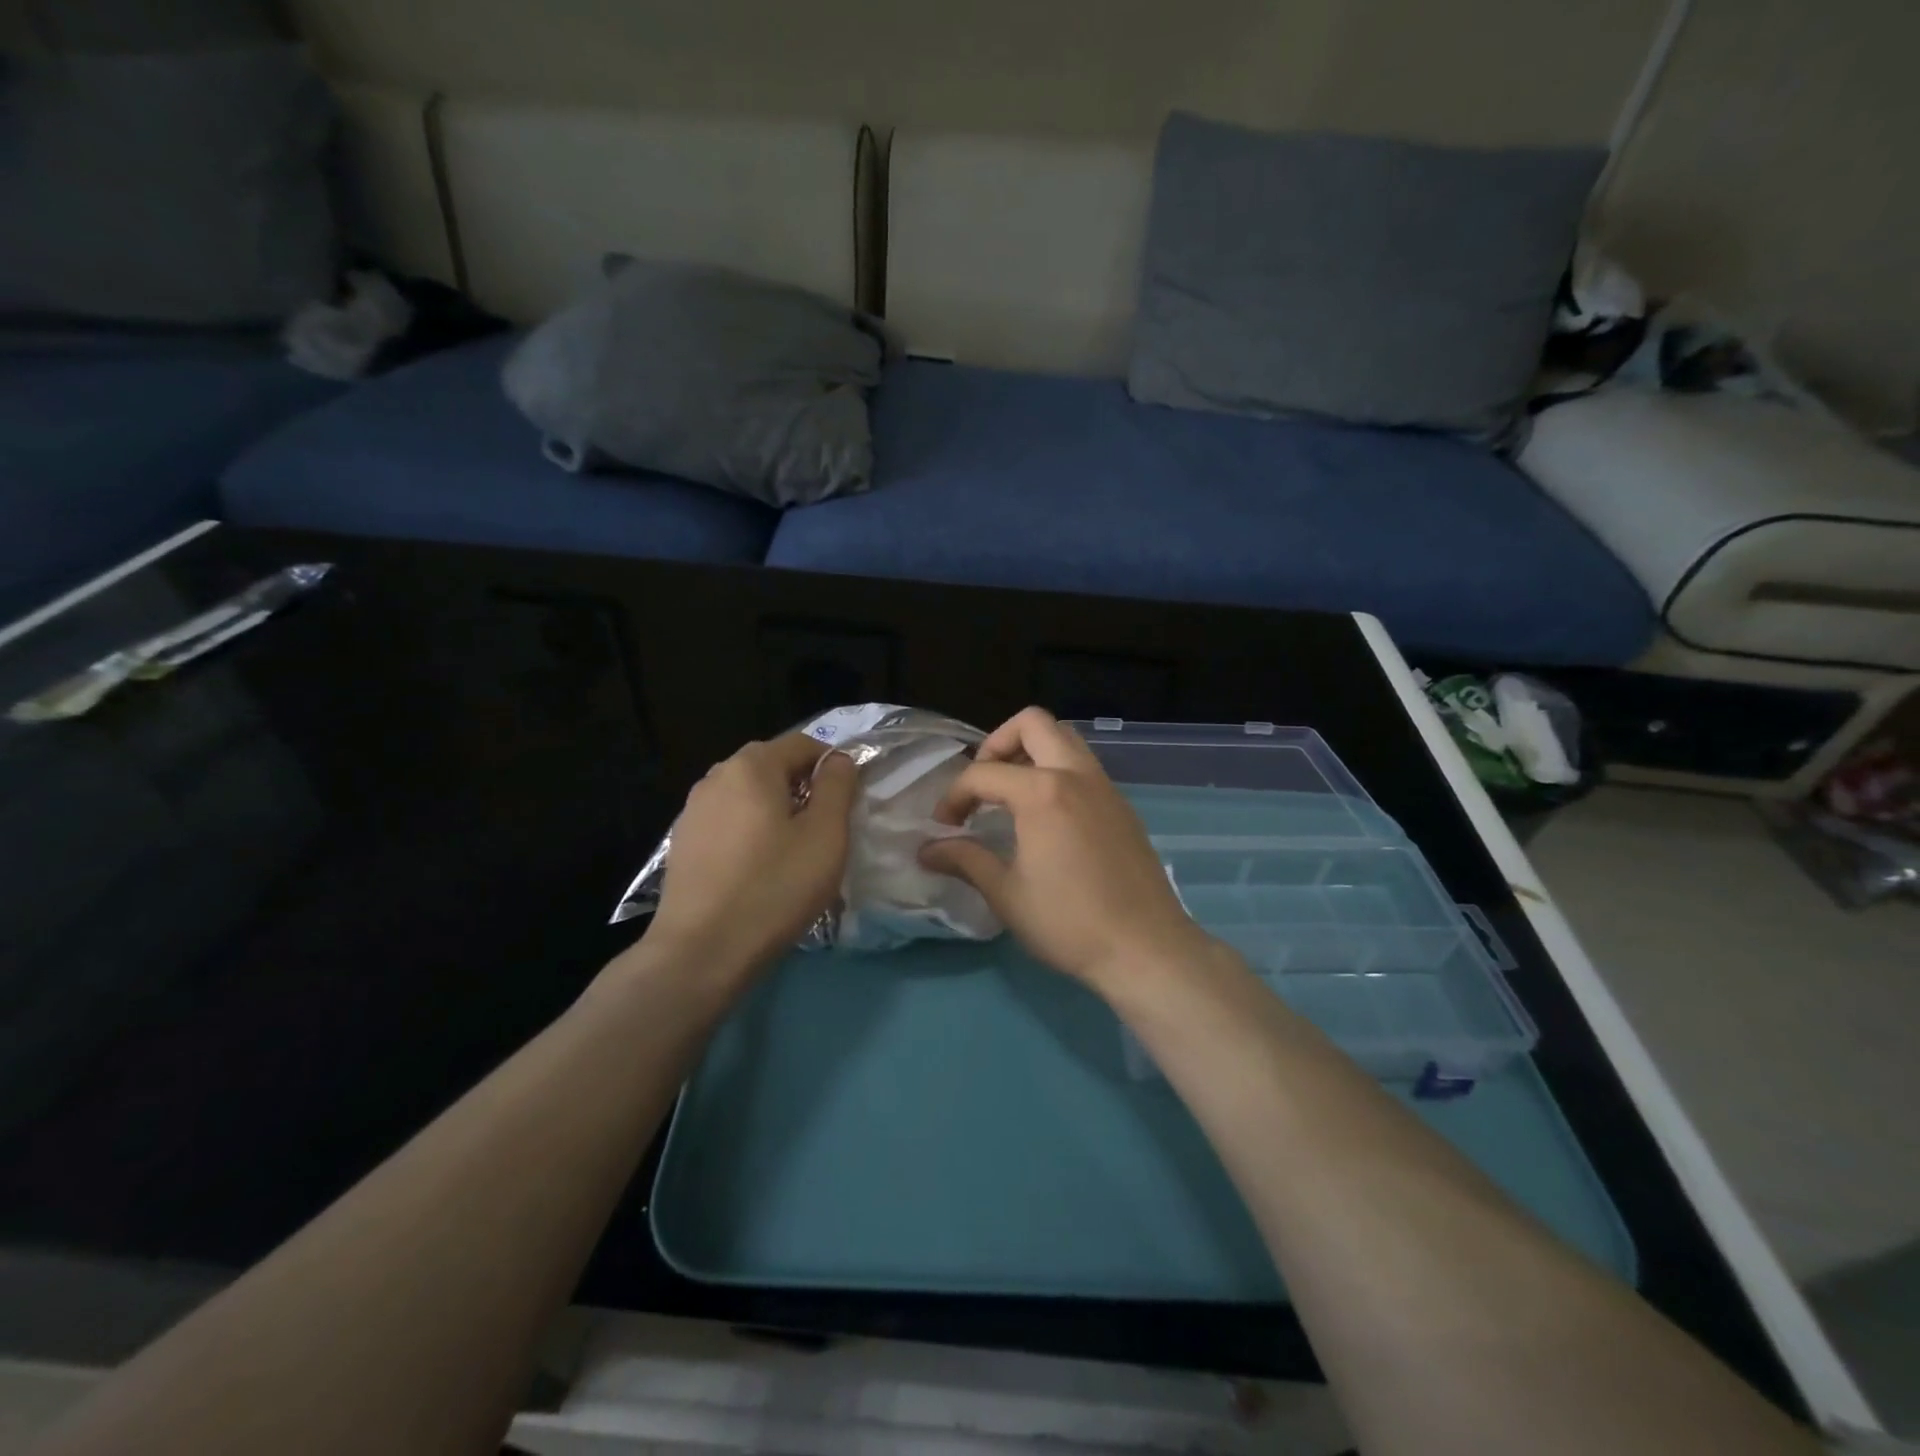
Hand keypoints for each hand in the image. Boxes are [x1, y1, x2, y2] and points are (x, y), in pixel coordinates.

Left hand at [647, 734, 857, 971]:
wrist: (702, 950)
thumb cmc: (775, 887)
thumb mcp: (826, 835)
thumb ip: (837, 786)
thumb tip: (837, 760)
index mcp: (752, 766)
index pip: (803, 744)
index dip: (832, 765)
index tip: (848, 801)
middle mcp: (716, 776)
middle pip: (771, 766)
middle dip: (803, 787)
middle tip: (824, 828)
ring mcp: (693, 810)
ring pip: (747, 795)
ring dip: (775, 809)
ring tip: (792, 850)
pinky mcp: (682, 842)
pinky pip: (727, 821)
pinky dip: (749, 831)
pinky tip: (757, 867)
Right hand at [920, 708, 1210, 991]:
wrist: (1146, 948)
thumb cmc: (1068, 923)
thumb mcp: (1007, 894)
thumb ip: (965, 860)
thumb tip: (927, 850)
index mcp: (1042, 792)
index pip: (983, 774)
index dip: (954, 796)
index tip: (944, 828)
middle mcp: (1076, 775)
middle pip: (1032, 724)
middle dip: (998, 743)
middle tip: (983, 783)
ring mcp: (1105, 787)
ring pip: (1065, 739)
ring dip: (1032, 751)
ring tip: (1012, 793)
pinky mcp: (1122, 805)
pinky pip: (1084, 766)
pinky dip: (1058, 771)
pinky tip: (1047, 816)